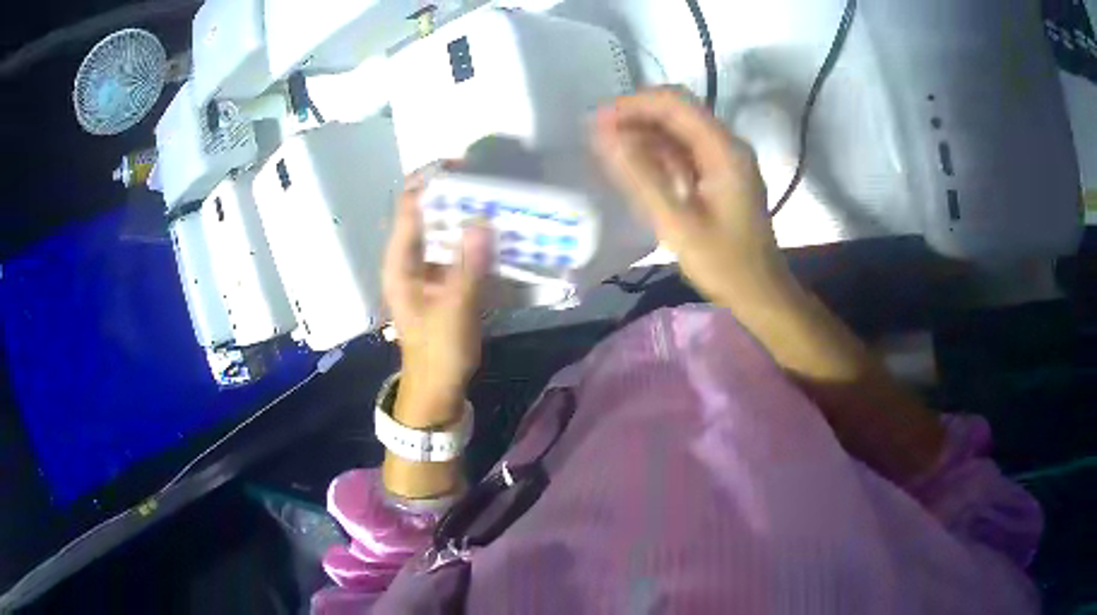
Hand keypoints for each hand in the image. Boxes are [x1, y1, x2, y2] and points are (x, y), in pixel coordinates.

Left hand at [382, 165, 492, 426]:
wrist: (438, 387)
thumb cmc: (438, 352)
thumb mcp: (454, 311)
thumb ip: (468, 267)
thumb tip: (482, 221)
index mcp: (400, 262)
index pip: (410, 207)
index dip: (431, 182)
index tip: (462, 167)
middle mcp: (409, 258)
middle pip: (427, 213)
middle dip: (453, 194)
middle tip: (488, 182)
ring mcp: (426, 269)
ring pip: (443, 229)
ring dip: (465, 214)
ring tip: (496, 199)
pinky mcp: (443, 280)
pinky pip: (456, 248)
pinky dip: (473, 237)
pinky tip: (496, 232)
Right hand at [592, 89, 793, 306]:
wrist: (760, 294)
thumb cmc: (724, 264)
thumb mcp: (678, 223)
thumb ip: (642, 176)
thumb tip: (605, 136)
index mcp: (723, 150)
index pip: (675, 104)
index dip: (633, 105)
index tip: (598, 122)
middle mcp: (727, 146)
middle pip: (677, 112)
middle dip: (636, 117)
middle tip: (596, 136)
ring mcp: (725, 161)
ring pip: (679, 131)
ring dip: (644, 135)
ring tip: (607, 150)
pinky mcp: (721, 177)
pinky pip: (685, 153)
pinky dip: (658, 154)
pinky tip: (634, 167)